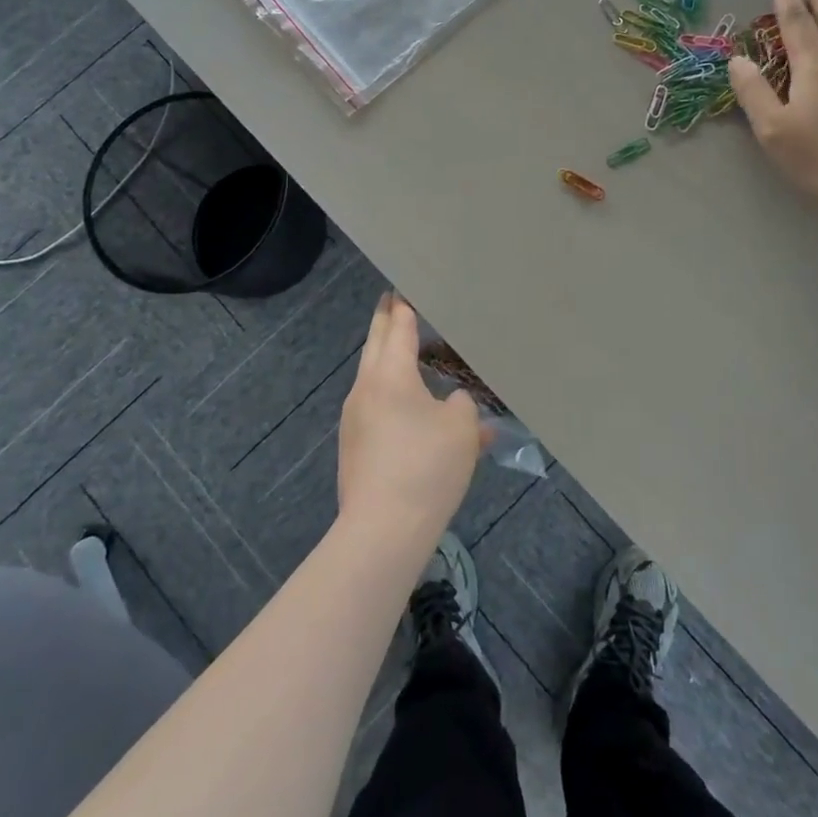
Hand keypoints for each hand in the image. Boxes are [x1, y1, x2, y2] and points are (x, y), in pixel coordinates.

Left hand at [338, 293, 485, 547]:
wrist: (382, 531)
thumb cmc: (426, 467)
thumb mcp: (462, 429)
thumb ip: (463, 405)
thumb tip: (455, 403)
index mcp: (391, 374)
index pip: (397, 327)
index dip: (404, 305)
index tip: (404, 286)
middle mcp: (366, 388)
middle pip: (375, 344)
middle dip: (385, 321)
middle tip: (395, 301)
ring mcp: (354, 419)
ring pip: (373, 376)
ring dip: (389, 359)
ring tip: (407, 352)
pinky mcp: (354, 446)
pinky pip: (375, 406)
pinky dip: (392, 394)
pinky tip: (413, 412)